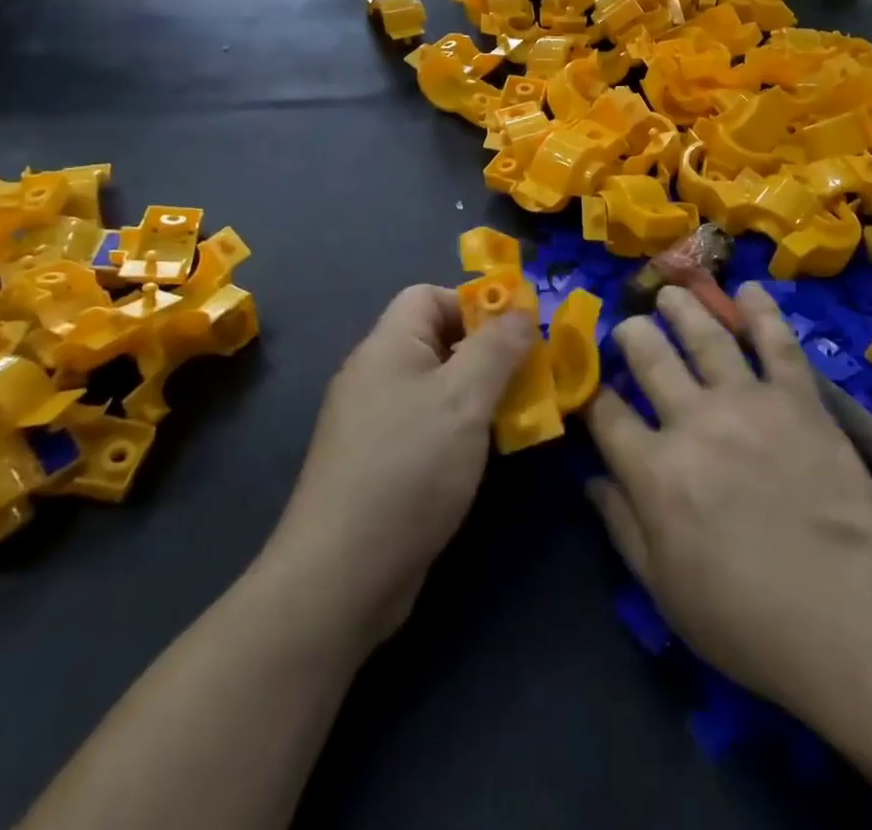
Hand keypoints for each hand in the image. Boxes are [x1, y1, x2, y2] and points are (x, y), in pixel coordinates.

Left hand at [266, 286, 535, 645]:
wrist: (341, 576)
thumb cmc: (409, 468)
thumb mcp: (465, 398)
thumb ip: (498, 346)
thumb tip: (522, 307)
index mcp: (388, 345)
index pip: (430, 296)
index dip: (474, 304)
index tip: (516, 335)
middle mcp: (376, 374)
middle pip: (438, 340)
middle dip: (488, 353)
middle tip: (530, 377)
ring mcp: (374, 421)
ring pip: (438, 386)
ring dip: (480, 394)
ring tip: (519, 416)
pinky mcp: (380, 463)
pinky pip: (428, 425)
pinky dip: (460, 429)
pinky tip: (485, 455)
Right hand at [585, 284, 871, 730]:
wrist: (852, 621)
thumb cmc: (748, 620)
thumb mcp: (665, 591)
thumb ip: (622, 527)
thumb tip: (590, 479)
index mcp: (655, 470)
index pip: (608, 415)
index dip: (594, 396)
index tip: (592, 387)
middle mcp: (693, 421)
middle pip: (649, 357)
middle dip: (632, 336)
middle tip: (630, 327)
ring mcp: (748, 402)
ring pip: (705, 335)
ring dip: (682, 307)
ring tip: (670, 292)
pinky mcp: (798, 399)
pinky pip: (776, 342)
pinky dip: (761, 310)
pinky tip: (748, 289)